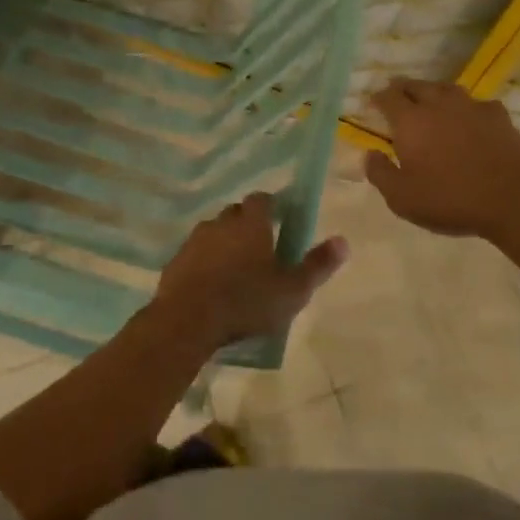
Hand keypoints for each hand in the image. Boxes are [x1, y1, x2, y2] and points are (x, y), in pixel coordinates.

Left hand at [153, 193, 347, 347]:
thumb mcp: (292, 291)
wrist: (187, 321)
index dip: (272, 207)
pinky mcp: (176, 260)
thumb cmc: (246, 302)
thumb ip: (317, 265)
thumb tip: (343, 241)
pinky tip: (211, 285)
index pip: (262, 199)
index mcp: (251, 223)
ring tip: (236, 271)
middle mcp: (221, 223)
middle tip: (261, 251)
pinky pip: (195, 254)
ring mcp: (194, 240)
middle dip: (248, 226)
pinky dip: (205, 262)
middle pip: (236, 214)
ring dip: (224, 244)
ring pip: (214, 233)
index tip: (280, 222)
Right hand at [364, 77, 519, 239]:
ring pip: (445, 89)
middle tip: (397, 97)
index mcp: (410, 121)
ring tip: (430, 103)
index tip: (373, 103)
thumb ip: (380, 173)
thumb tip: (369, 154)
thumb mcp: (402, 198)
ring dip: (433, 93)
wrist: (514, 198)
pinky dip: (465, 108)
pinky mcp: (498, 114)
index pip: (388, 97)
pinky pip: (474, 103)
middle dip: (402, 89)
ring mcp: (470, 106)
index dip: (378, 98)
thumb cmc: (450, 199)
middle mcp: (438, 104)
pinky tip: (468, 119)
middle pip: (415, 85)